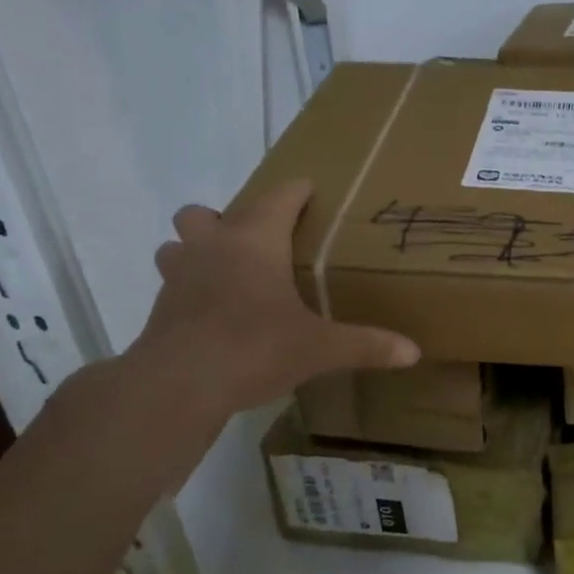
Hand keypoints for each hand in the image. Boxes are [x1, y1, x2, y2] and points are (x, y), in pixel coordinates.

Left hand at [114, 180, 418, 452]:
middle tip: (254, 245)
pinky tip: (211, 316)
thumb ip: (366, 345)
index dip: (296, 191)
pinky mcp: (159, 310)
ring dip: (195, 251)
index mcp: (255, 242)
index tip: (309, 189)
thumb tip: (413, 352)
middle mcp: (212, 248)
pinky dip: (189, 291)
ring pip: (177, 245)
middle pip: (203, 213)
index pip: (278, 198)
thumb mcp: (320, 348)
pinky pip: (172, 286)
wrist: (179, 384)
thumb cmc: (255, 347)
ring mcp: (178, 277)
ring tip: (224, 275)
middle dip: (225, 220)